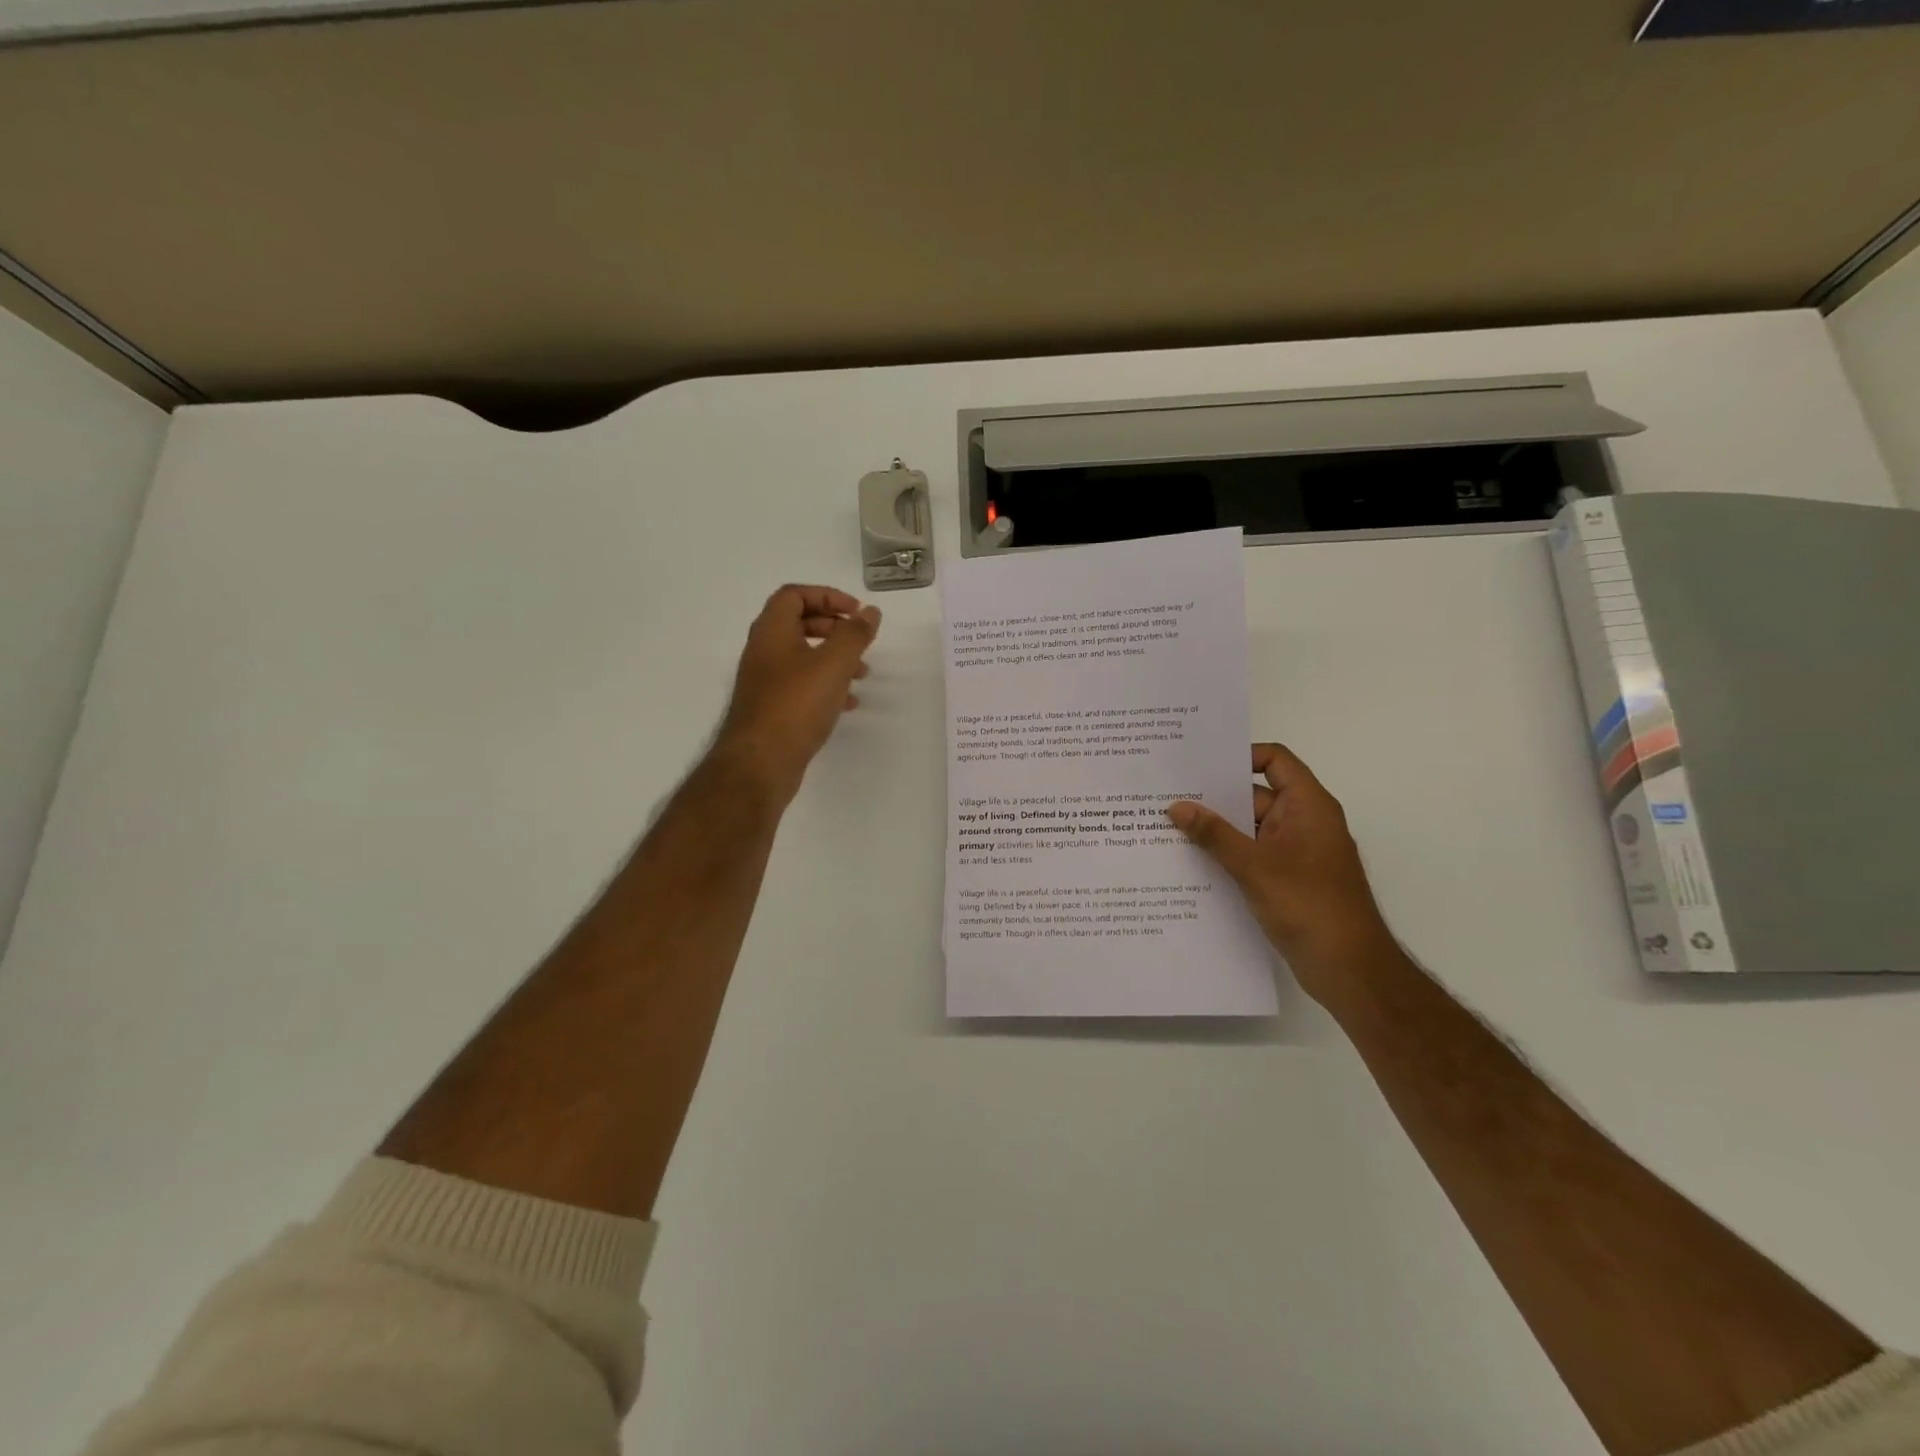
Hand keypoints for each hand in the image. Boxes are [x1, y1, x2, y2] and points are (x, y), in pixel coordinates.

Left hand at [716, 584, 880, 802]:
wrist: (760, 762)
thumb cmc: (796, 704)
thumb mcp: (834, 664)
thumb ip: (855, 634)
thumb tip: (870, 612)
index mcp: (771, 631)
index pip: (794, 595)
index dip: (827, 596)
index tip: (856, 612)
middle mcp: (763, 651)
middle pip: (798, 624)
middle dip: (833, 627)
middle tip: (859, 639)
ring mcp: (765, 682)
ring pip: (803, 657)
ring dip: (834, 659)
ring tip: (863, 674)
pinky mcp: (772, 708)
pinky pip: (801, 686)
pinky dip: (826, 686)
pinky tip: (848, 703)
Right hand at [1168, 744, 1391, 1002]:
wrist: (1349, 969)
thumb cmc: (1308, 905)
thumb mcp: (1254, 866)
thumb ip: (1213, 834)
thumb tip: (1176, 806)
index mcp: (1308, 806)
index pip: (1275, 760)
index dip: (1240, 756)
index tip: (1199, 764)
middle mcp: (1303, 823)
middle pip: (1256, 795)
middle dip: (1215, 796)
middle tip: (1168, 793)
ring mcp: (1296, 853)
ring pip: (1250, 829)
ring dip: (1216, 829)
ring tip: (1169, 825)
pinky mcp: (1287, 880)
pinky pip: (1252, 856)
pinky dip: (1226, 855)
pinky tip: (1190, 861)